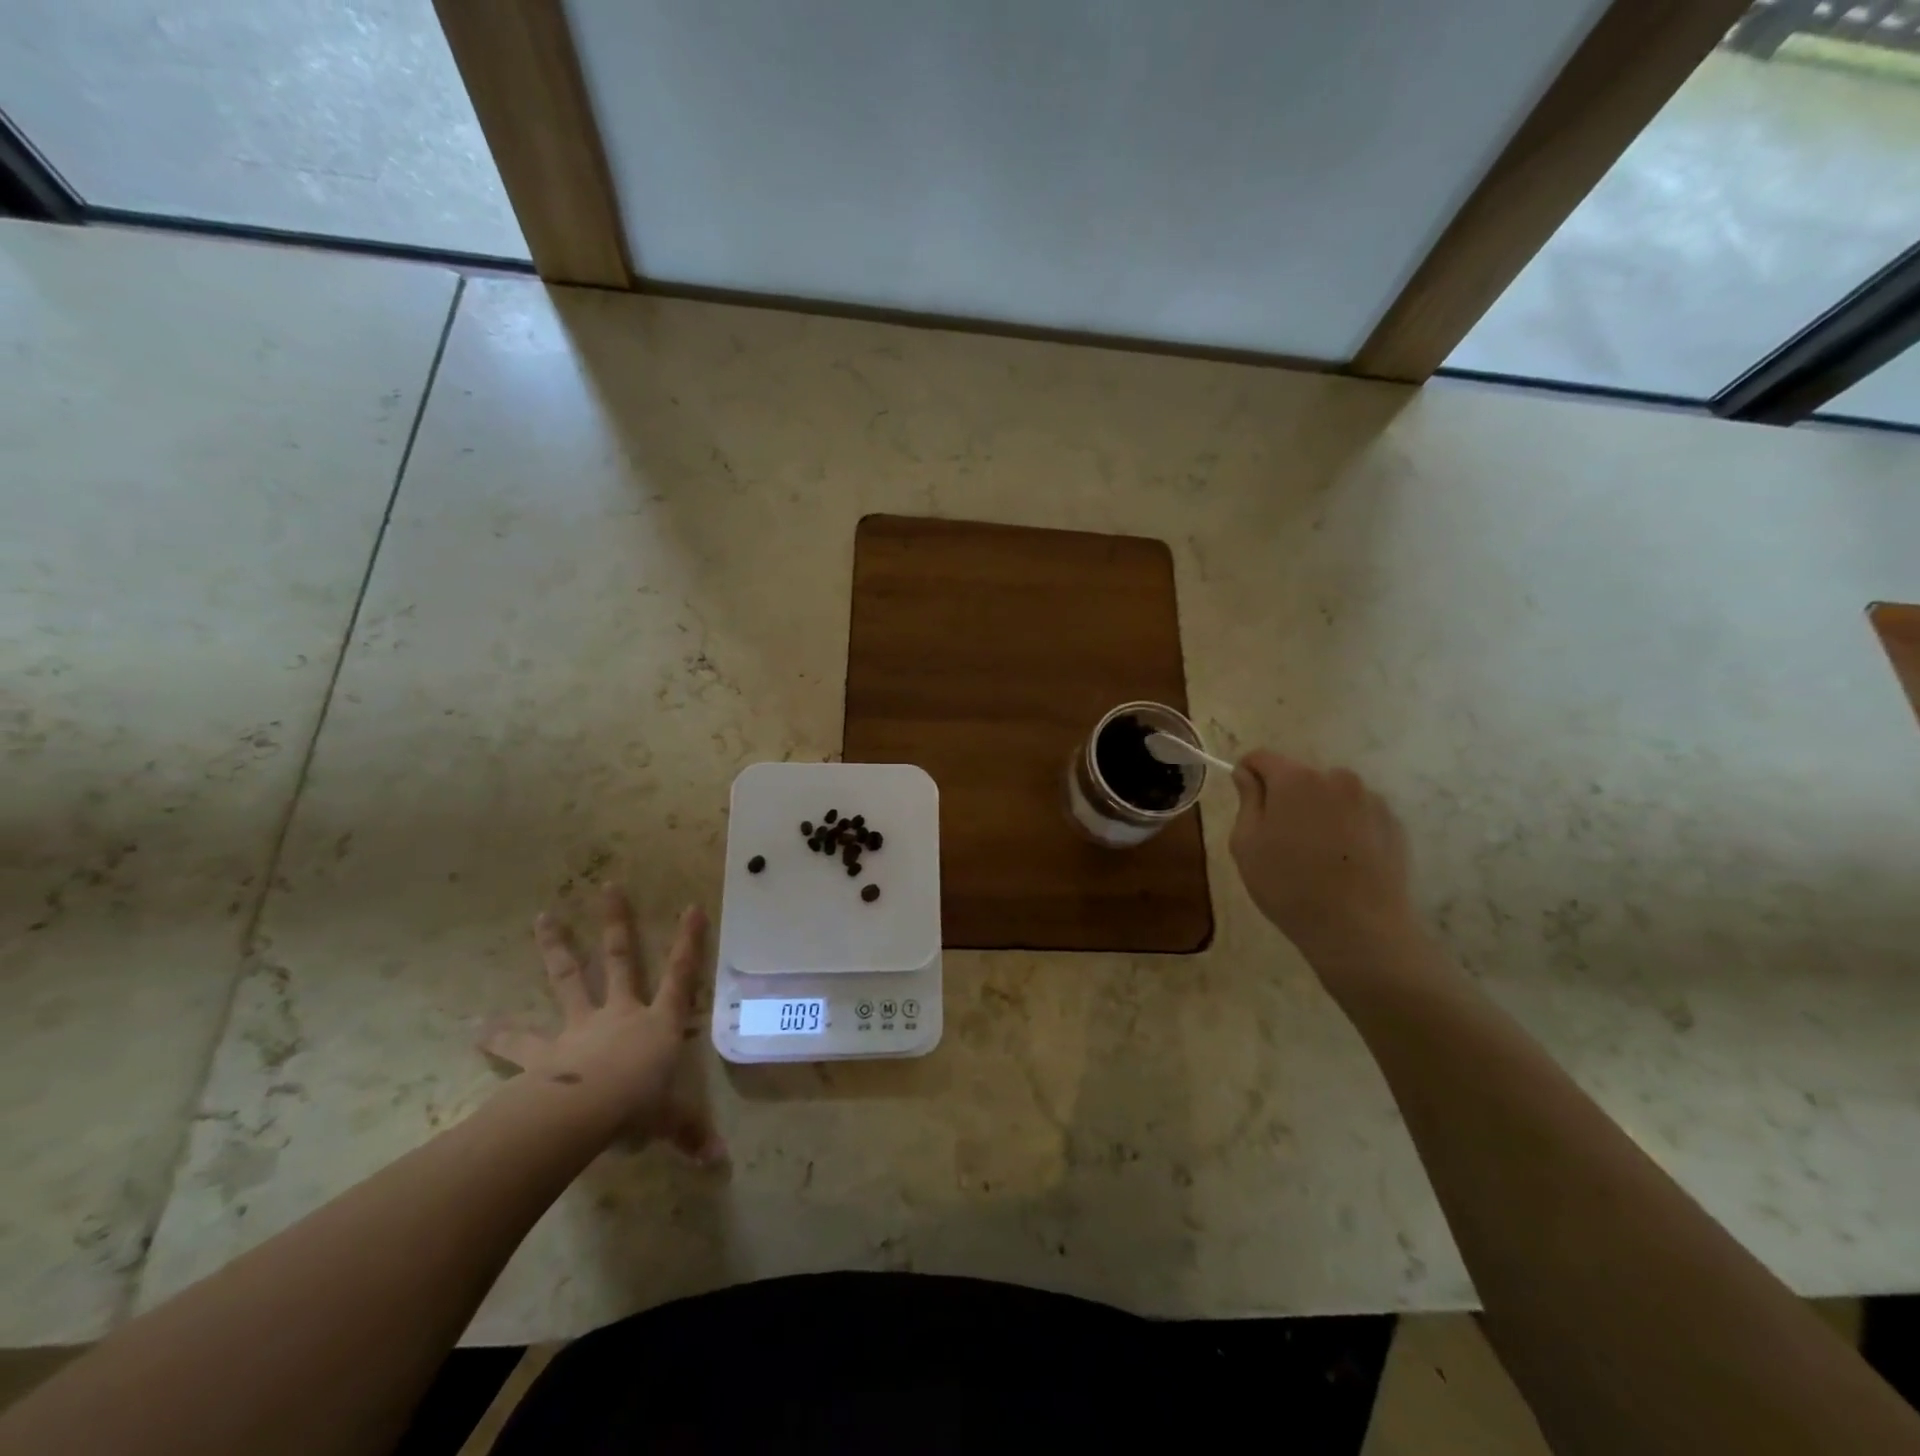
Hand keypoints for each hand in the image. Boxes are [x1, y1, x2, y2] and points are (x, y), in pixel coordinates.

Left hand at [481, 886, 724, 1162]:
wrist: (583, 1113)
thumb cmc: (638, 1106)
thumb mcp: (671, 1120)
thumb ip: (691, 1134)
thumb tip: (720, 1164)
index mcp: (658, 1022)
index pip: (682, 975)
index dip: (689, 941)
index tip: (693, 905)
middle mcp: (620, 1013)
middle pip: (620, 959)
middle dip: (617, 923)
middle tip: (608, 886)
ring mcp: (580, 1026)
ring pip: (568, 978)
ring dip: (556, 947)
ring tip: (541, 918)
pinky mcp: (545, 1051)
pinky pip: (519, 1041)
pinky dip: (498, 1035)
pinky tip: (474, 1028)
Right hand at [1229, 751, 1418, 968]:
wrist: (1359, 929)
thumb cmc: (1289, 885)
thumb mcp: (1247, 844)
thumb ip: (1247, 800)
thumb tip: (1246, 774)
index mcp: (1295, 779)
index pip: (1261, 758)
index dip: (1247, 774)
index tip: (1245, 801)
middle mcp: (1336, 778)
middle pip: (1299, 776)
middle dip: (1286, 796)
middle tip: (1280, 838)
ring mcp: (1371, 799)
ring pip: (1331, 795)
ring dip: (1318, 811)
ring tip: (1316, 854)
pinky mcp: (1394, 823)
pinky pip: (1358, 814)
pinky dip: (1346, 827)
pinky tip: (1342, 861)